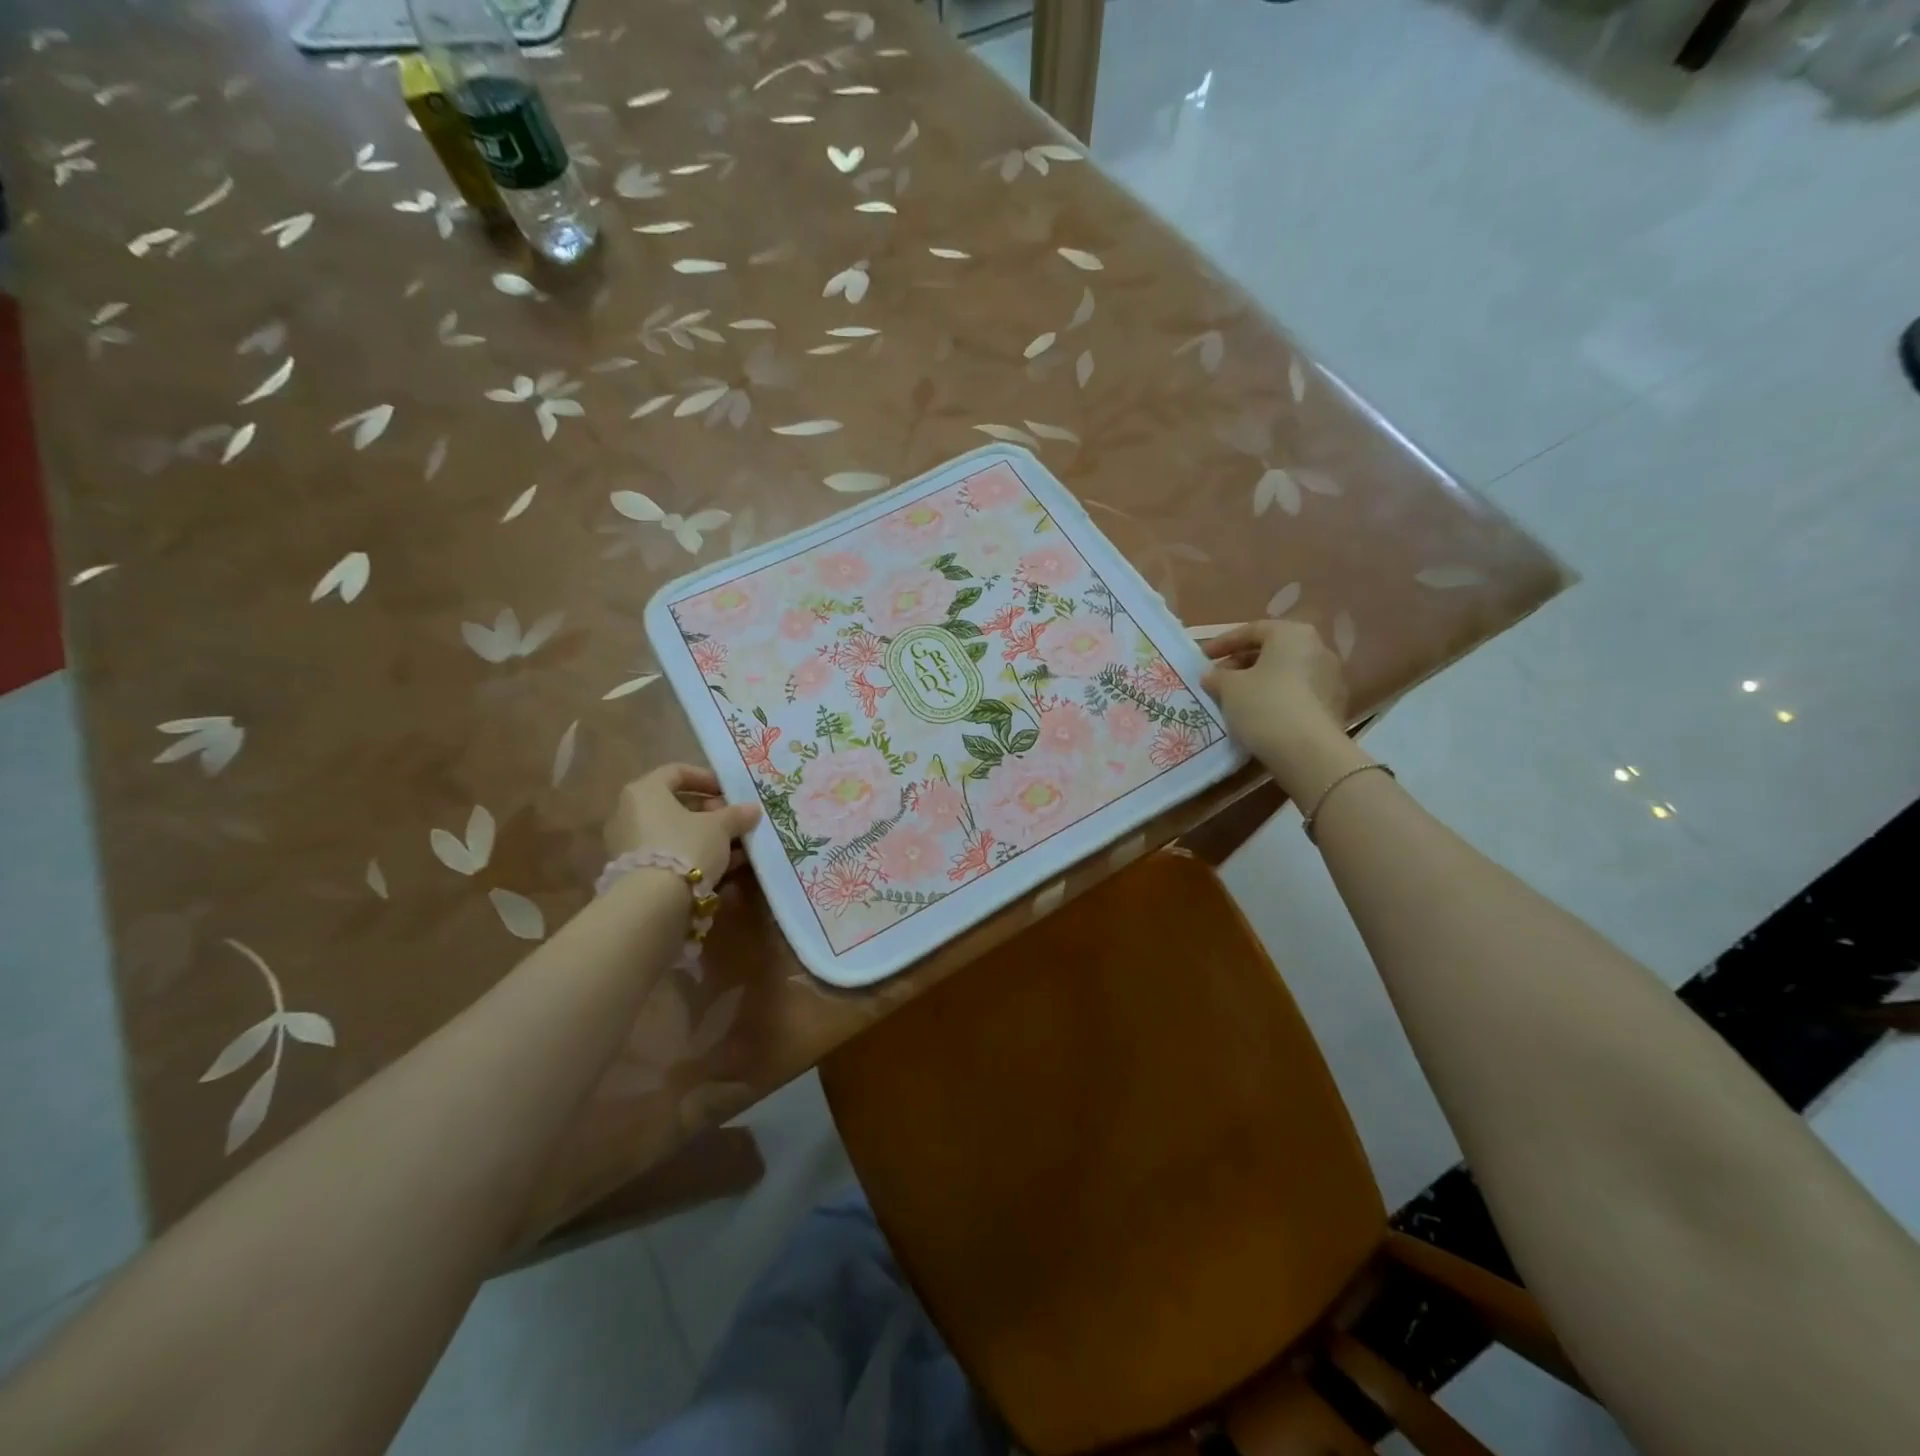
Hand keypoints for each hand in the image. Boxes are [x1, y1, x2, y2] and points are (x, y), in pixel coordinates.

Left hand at [604, 763, 761, 888]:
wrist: (653, 903)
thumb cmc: (686, 846)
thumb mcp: (720, 827)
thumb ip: (736, 815)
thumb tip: (752, 809)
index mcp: (645, 791)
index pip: (676, 772)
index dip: (706, 779)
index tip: (730, 791)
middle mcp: (629, 813)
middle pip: (675, 805)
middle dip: (710, 812)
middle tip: (735, 820)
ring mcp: (628, 844)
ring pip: (674, 833)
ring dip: (705, 837)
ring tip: (736, 847)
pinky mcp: (634, 873)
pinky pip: (669, 855)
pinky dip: (693, 856)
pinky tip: (721, 867)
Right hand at [1201, 620, 1359, 799]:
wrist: (1307, 751)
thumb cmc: (1264, 705)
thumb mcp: (1228, 687)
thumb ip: (1217, 676)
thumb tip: (1212, 676)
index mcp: (1292, 633)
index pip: (1252, 630)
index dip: (1223, 643)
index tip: (1203, 657)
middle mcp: (1318, 648)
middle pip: (1272, 651)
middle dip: (1242, 663)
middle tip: (1218, 679)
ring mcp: (1331, 678)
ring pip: (1286, 673)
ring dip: (1259, 682)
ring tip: (1235, 700)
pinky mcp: (1334, 705)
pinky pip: (1298, 694)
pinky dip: (1277, 698)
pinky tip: (1258, 715)